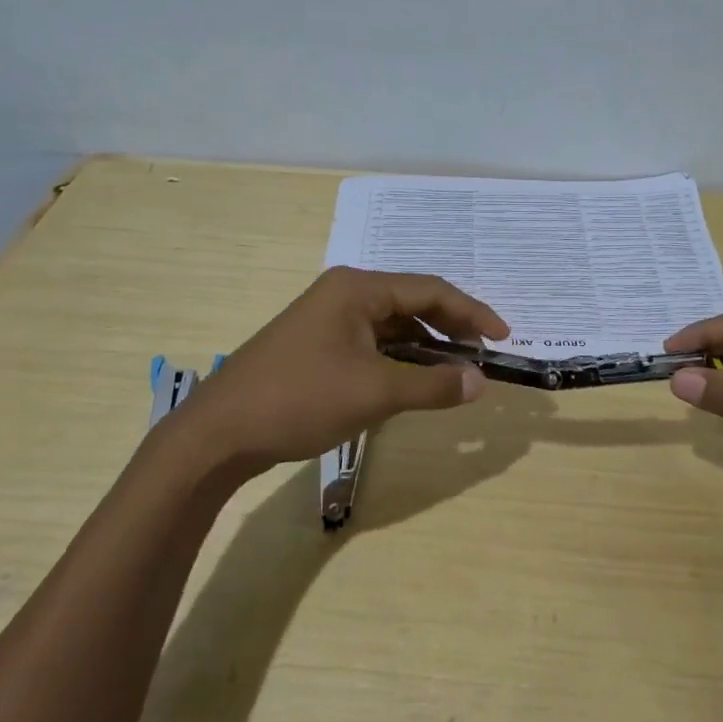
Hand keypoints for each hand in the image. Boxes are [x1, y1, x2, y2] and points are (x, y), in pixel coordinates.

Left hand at [166, 267, 507, 472]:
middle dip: (451, 328)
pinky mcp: (317, 345)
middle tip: (483, 355)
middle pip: (412, 302)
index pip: (430, 289)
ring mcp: (327, 319)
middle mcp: (344, 294)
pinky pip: (372, 343)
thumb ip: (433, 387)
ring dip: (426, 346)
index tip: (503, 338)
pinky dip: (400, 359)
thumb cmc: (300, 400)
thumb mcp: (375, 393)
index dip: (472, 312)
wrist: (220, 432)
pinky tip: (415, 381)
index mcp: (358, 289)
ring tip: (457, 371)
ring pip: (392, 325)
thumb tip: (481, 383)